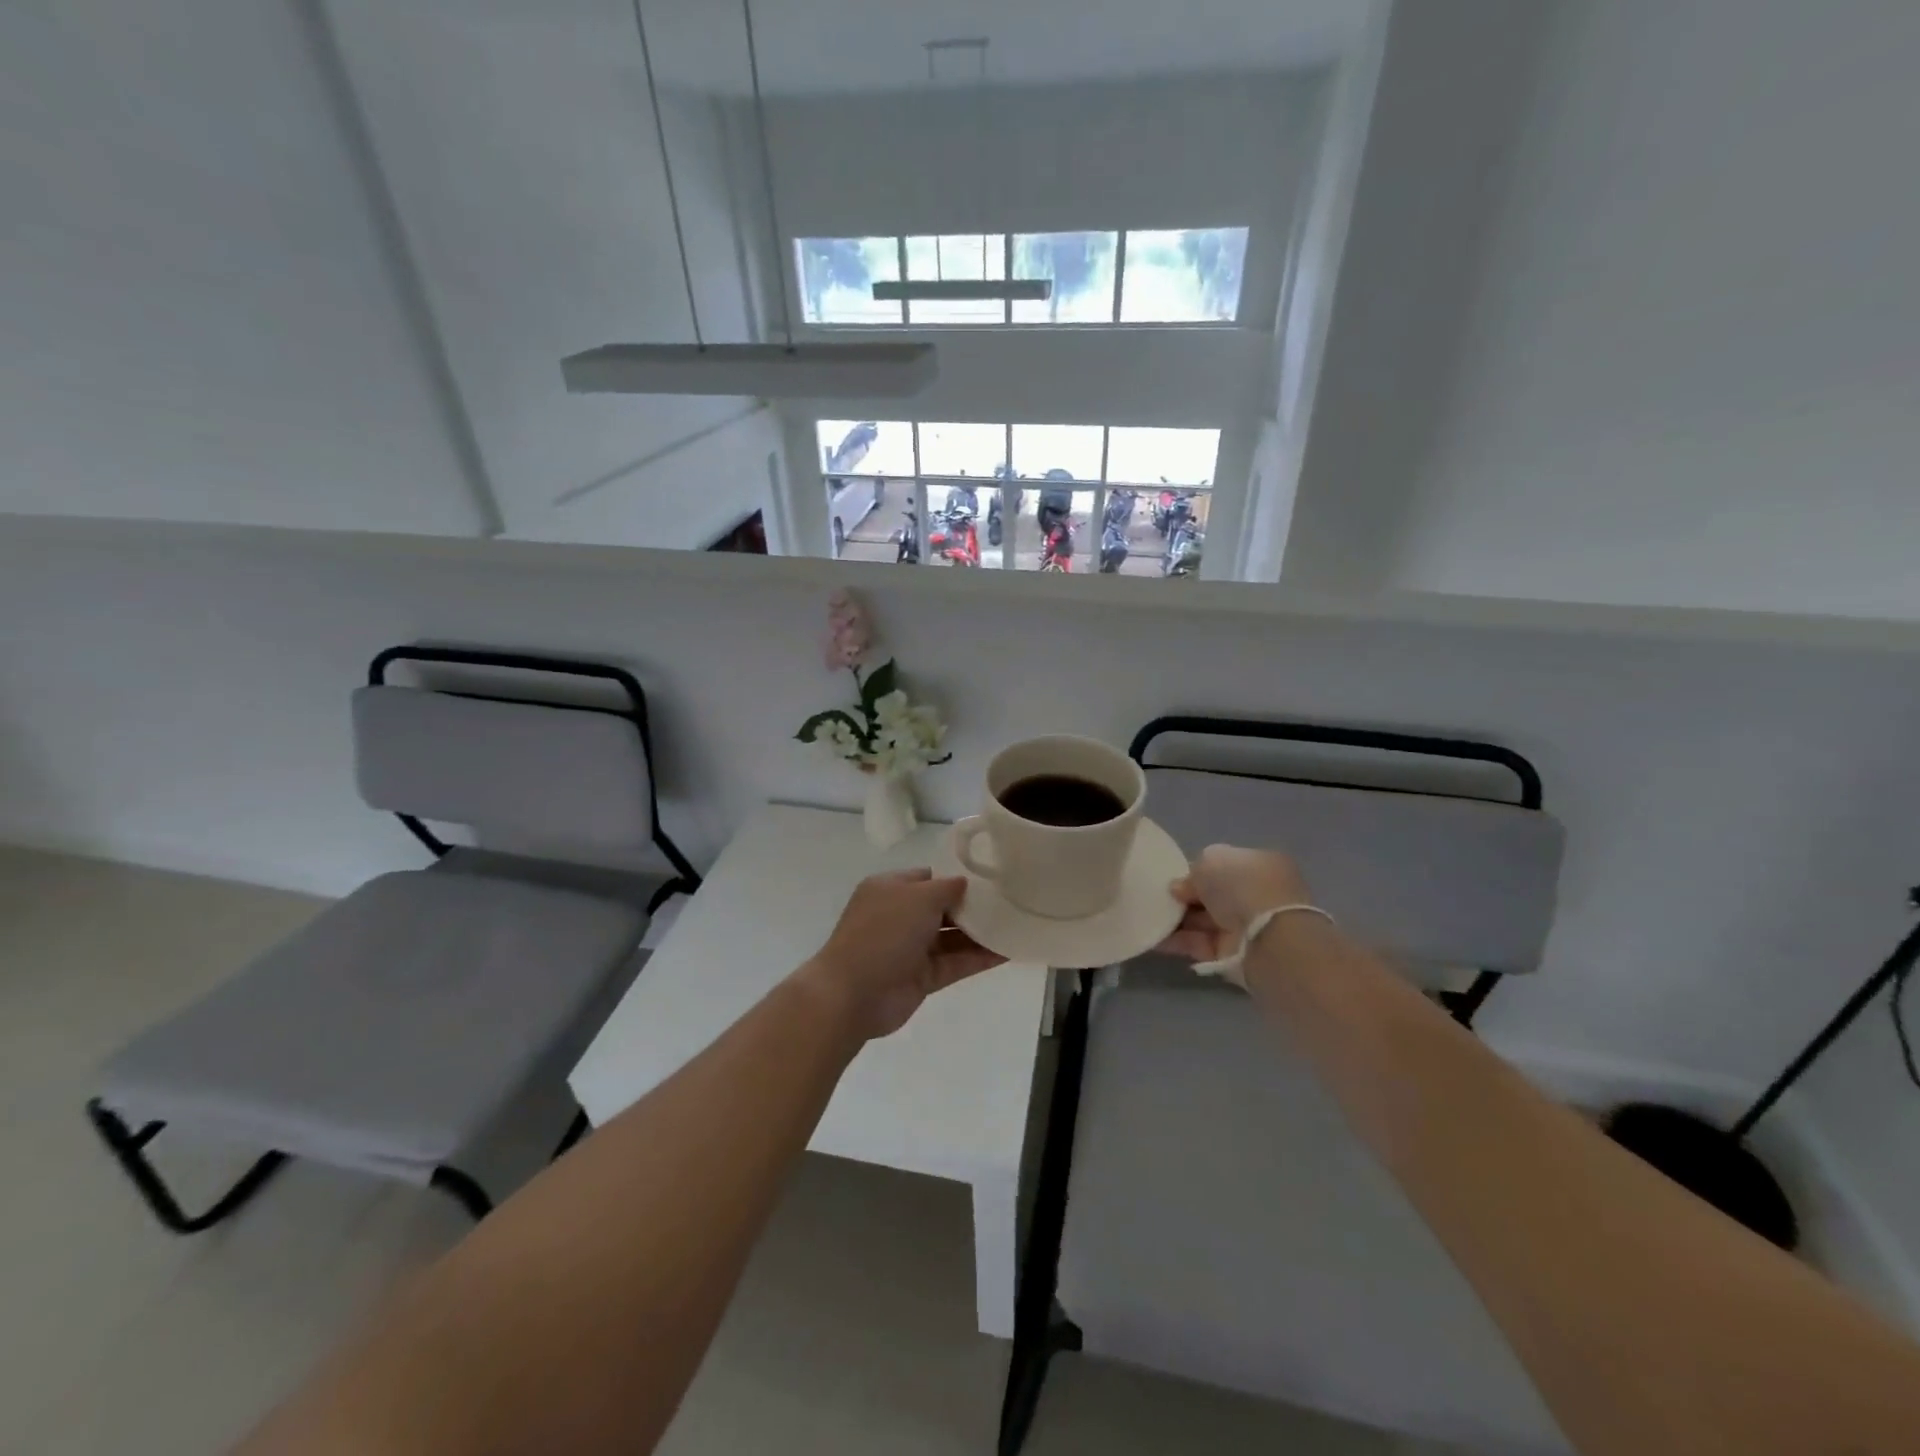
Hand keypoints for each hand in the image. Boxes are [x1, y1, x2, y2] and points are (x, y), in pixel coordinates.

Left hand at [796, 869, 1005, 1040]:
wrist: (852, 994)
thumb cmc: (883, 933)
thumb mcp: (918, 897)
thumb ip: (947, 888)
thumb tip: (965, 883)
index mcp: (890, 889)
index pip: (929, 877)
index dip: (957, 877)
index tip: (991, 877)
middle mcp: (899, 916)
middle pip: (943, 907)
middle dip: (973, 906)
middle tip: (1011, 901)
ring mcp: (910, 948)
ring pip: (951, 937)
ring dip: (981, 933)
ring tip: (1017, 925)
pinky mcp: (921, 978)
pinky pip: (955, 963)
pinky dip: (978, 958)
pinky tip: (1008, 951)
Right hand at [1160, 845, 1313, 960]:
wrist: (1265, 937)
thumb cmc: (1241, 886)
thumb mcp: (1211, 859)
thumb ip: (1192, 871)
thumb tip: (1179, 889)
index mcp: (1259, 865)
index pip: (1224, 866)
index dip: (1197, 871)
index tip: (1173, 878)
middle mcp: (1255, 895)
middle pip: (1213, 895)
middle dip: (1186, 897)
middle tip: (1158, 897)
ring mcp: (1245, 926)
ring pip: (1204, 920)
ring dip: (1178, 920)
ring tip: (1149, 917)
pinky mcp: (1233, 953)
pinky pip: (1200, 944)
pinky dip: (1178, 941)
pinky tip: (1156, 938)